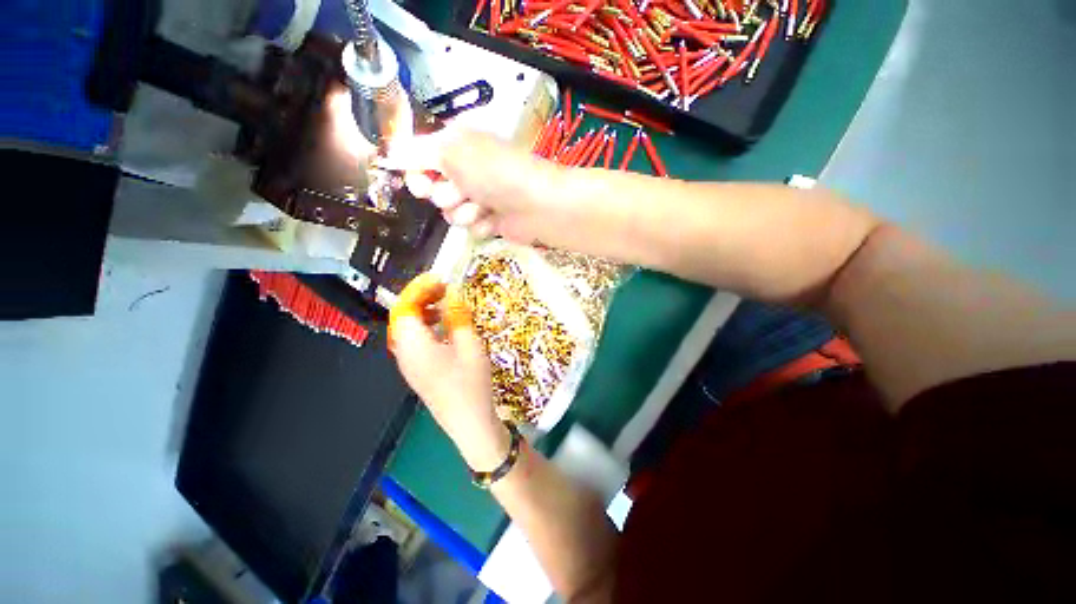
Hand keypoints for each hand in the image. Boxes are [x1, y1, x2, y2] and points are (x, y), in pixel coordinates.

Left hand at [388, 273, 510, 469]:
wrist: (469, 423)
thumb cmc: (471, 383)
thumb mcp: (469, 345)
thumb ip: (457, 316)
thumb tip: (452, 293)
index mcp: (413, 344)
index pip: (404, 306)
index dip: (419, 288)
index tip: (439, 279)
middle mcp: (404, 353)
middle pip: (402, 316)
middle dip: (420, 297)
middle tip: (444, 289)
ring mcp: (408, 364)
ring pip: (407, 329)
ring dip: (423, 312)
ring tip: (445, 305)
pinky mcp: (417, 371)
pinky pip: (414, 341)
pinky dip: (426, 327)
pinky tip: (445, 329)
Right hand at [394, 130, 567, 242]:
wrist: (536, 205)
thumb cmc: (496, 173)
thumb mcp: (452, 151)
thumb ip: (418, 152)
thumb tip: (390, 153)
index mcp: (457, 146)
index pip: (420, 160)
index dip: (415, 175)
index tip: (419, 185)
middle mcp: (466, 171)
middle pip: (434, 192)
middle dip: (445, 196)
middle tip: (460, 193)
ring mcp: (479, 197)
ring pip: (451, 214)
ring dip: (464, 213)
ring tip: (484, 207)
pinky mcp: (490, 220)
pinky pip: (470, 228)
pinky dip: (481, 225)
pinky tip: (495, 220)